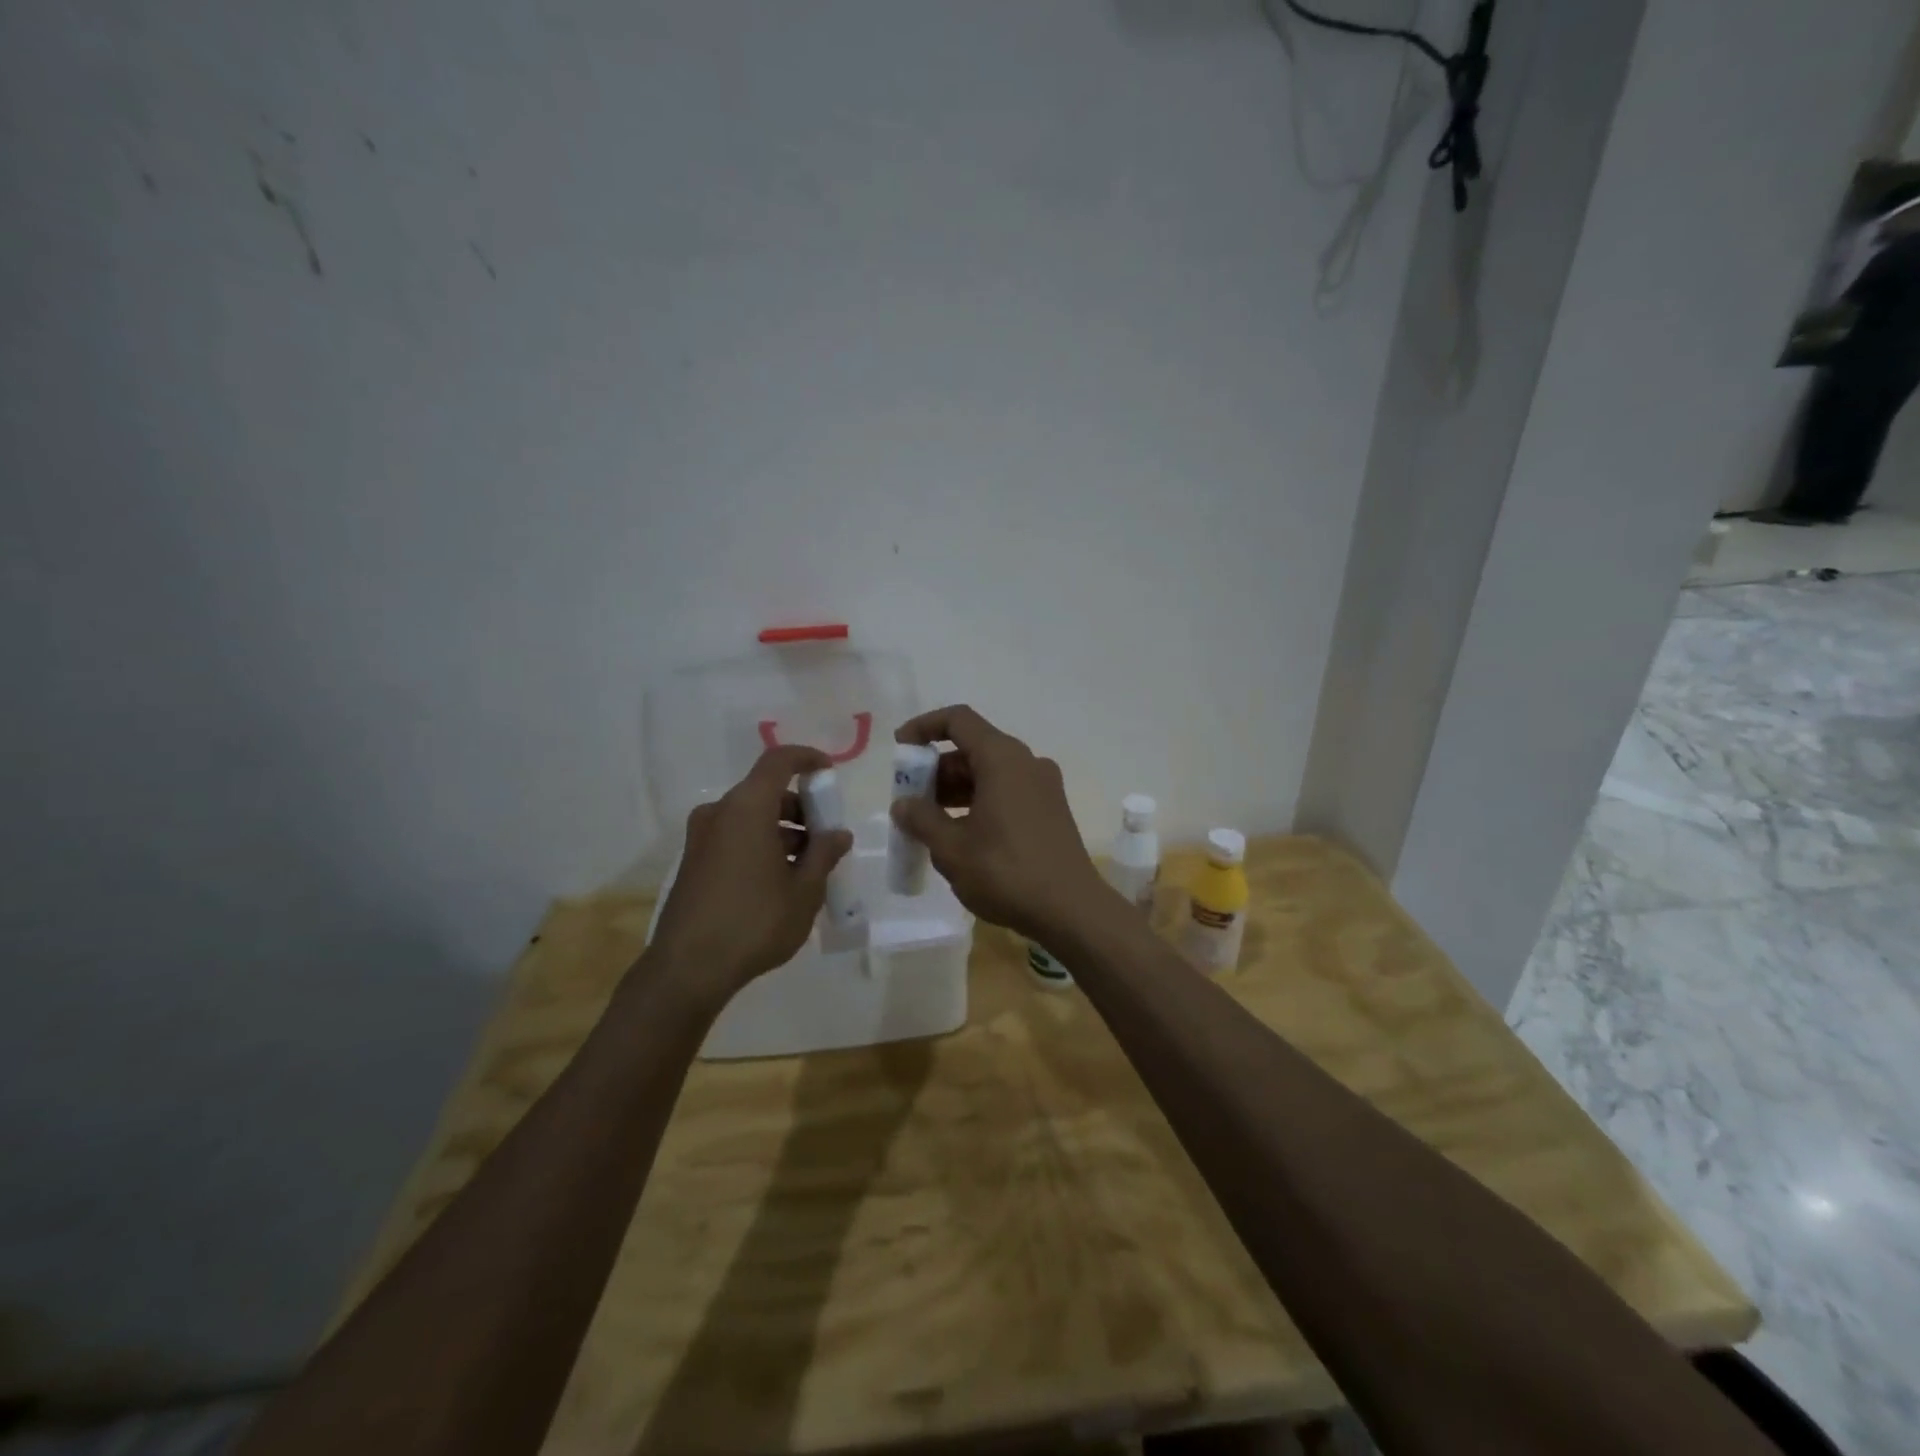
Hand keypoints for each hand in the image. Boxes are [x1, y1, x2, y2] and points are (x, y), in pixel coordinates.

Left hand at [646, 744, 853, 1002]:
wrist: (687, 969)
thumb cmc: (754, 922)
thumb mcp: (804, 891)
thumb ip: (824, 854)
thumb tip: (838, 834)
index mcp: (747, 808)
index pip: (778, 761)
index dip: (807, 758)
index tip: (829, 773)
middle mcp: (719, 813)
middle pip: (765, 791)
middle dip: (800, 807)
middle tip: (825, 838)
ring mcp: (700, 838)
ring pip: (750, 817)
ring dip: (781, 830)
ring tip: (807, 866)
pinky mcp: (692, 862)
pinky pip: (734, 837)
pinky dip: (760, 844)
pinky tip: (778, 881)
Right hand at [890, 706, 1110, 941]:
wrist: (1071, 911)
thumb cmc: (1006, 872)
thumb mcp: (952, 848)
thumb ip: (922, 819)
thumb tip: (903, 805)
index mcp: (1003, 759)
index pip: (958, 720)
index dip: (924, 727)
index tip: (900, 749)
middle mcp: (1026, 762)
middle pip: (973, 748)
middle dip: (936, 769)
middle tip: (910, 799)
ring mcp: (1043, 787)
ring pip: (990, 772)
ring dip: (956, 789)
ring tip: (929, 822)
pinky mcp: (1051, 810)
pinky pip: (1007, 791)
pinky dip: (979, 801)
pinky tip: (961, 834)